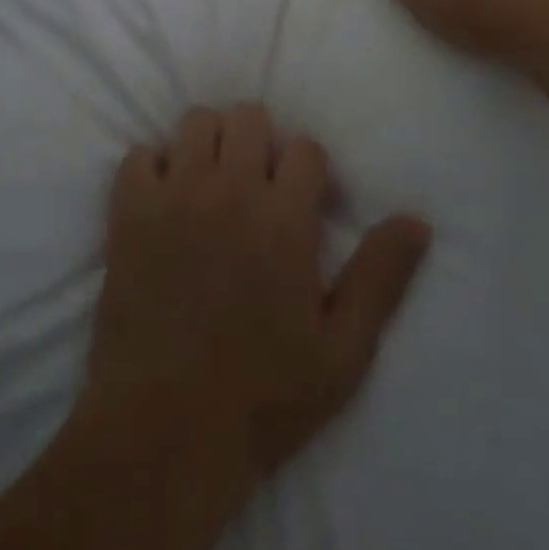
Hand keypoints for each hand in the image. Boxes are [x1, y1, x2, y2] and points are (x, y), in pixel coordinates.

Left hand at [87, 105, 430, 486]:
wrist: (164, 434)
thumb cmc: (262, 398)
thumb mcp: (342, 351)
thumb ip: (381, 277)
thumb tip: (418, 220)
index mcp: (285, 217)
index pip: (305, 148)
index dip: (309, 172)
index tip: (304, 204)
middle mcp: (230, 188)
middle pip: (249, 116)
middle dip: (259, 142)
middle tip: (256, 186)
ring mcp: (176, 195)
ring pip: (196, 121)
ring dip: (208, 144)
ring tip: (211, 185)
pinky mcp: (130, 212)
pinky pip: (138, 155)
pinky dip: (152, 169)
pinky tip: (162, 202)